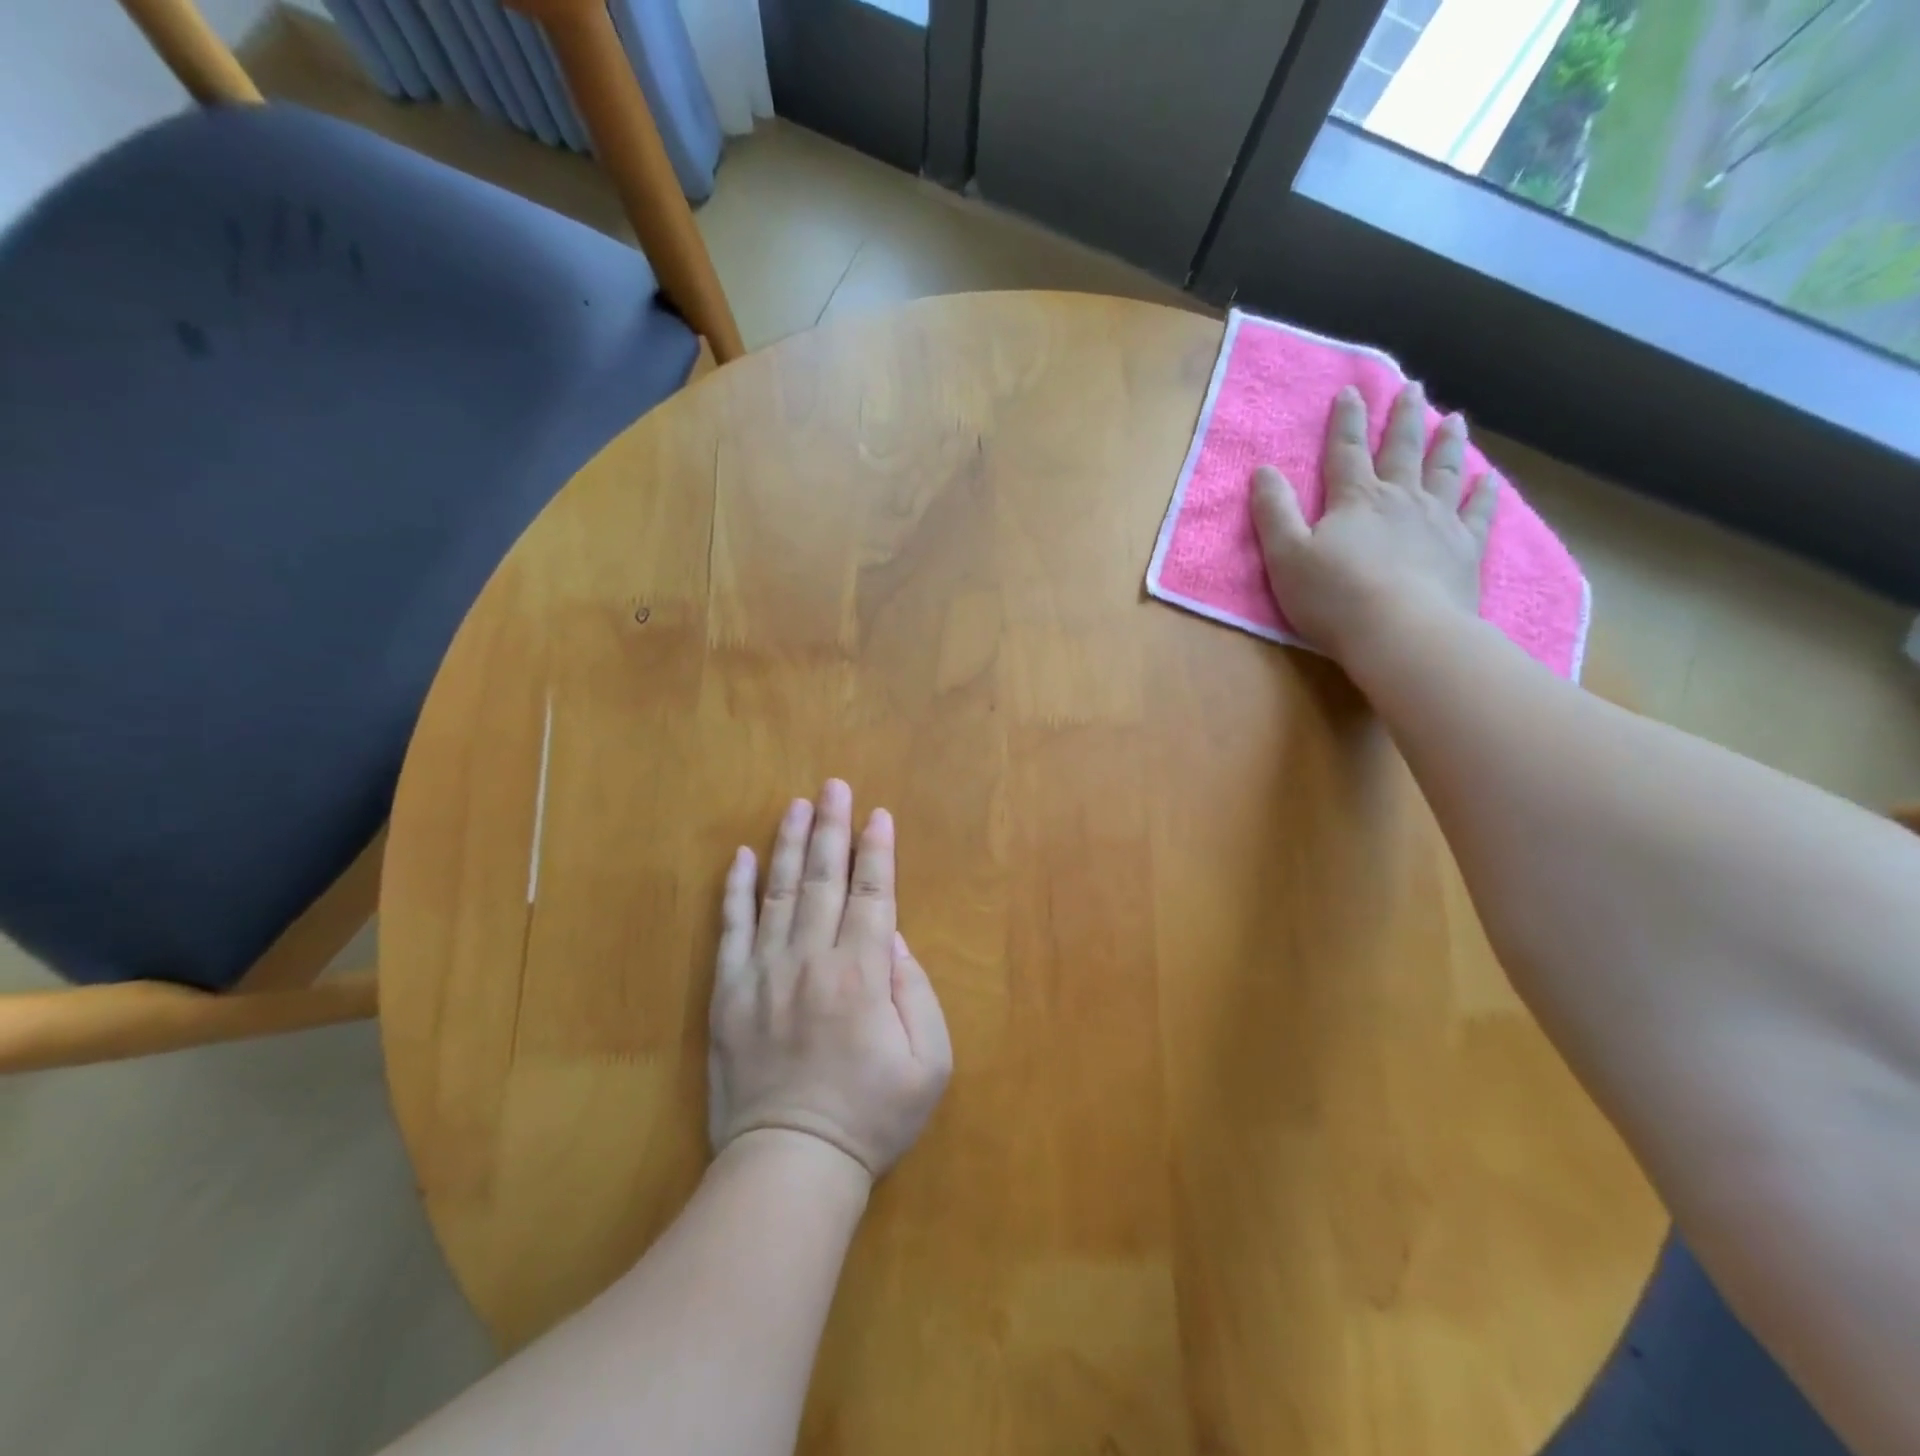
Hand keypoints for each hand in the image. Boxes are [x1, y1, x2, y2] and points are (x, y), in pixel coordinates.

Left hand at [708, 780, 953, 1183]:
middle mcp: (812, 959)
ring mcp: (765, 972)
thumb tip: (894, 937)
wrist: (791, 1162)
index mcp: (863, 973)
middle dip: (833, 828)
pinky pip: (731, 929)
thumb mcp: (929, 1062)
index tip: (878, 815)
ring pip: (778, 892)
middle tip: (833, 785)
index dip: (878, 851)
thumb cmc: (871, 1115)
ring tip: (796, 805)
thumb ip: (916, 990)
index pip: (874, 894)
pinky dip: (736, 890)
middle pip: (824, 878)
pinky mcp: (729, 992)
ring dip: (788, 844)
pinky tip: (741, 857)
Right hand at [1251, 382, 1496, 665]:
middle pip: (1402, 450)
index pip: (1347, 450)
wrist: (1401, 632)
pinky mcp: (1465, 549)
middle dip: (1403, 418)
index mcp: (1355, 500)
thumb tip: (1264, 470)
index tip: (1352, 390)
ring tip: (1453, 419)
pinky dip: (1485, 493)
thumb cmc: (1334, 597)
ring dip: (1447, 443)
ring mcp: (1438, 521)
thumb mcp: (1286, 555)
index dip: (1347, 420)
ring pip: (1444, 471)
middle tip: (1411, 388)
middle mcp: (1400, 499)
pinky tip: (1489, 479)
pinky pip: (1479, 512)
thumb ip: (1275, 512)